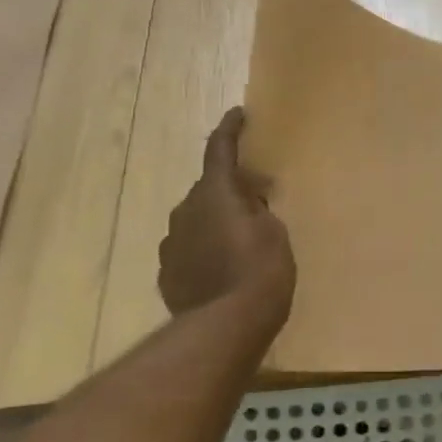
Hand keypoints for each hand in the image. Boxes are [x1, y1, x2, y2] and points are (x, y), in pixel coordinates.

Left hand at [158, 109, 294, 319]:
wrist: (225, 327)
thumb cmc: (260, 272)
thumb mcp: (274, 232)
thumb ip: (256, 209)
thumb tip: (246, 202)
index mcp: (215, 192)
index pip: (219, 149)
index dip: (230, 129)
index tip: (237, 114)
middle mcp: (186, 210)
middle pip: (208, 189)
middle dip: (229, 189)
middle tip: (255, 201)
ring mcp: (172, 243)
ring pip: (196, 220)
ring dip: (215, 223)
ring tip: (239, 243)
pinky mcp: (167, 273)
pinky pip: (189, 250)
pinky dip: (205, 251)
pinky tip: (221, 270)